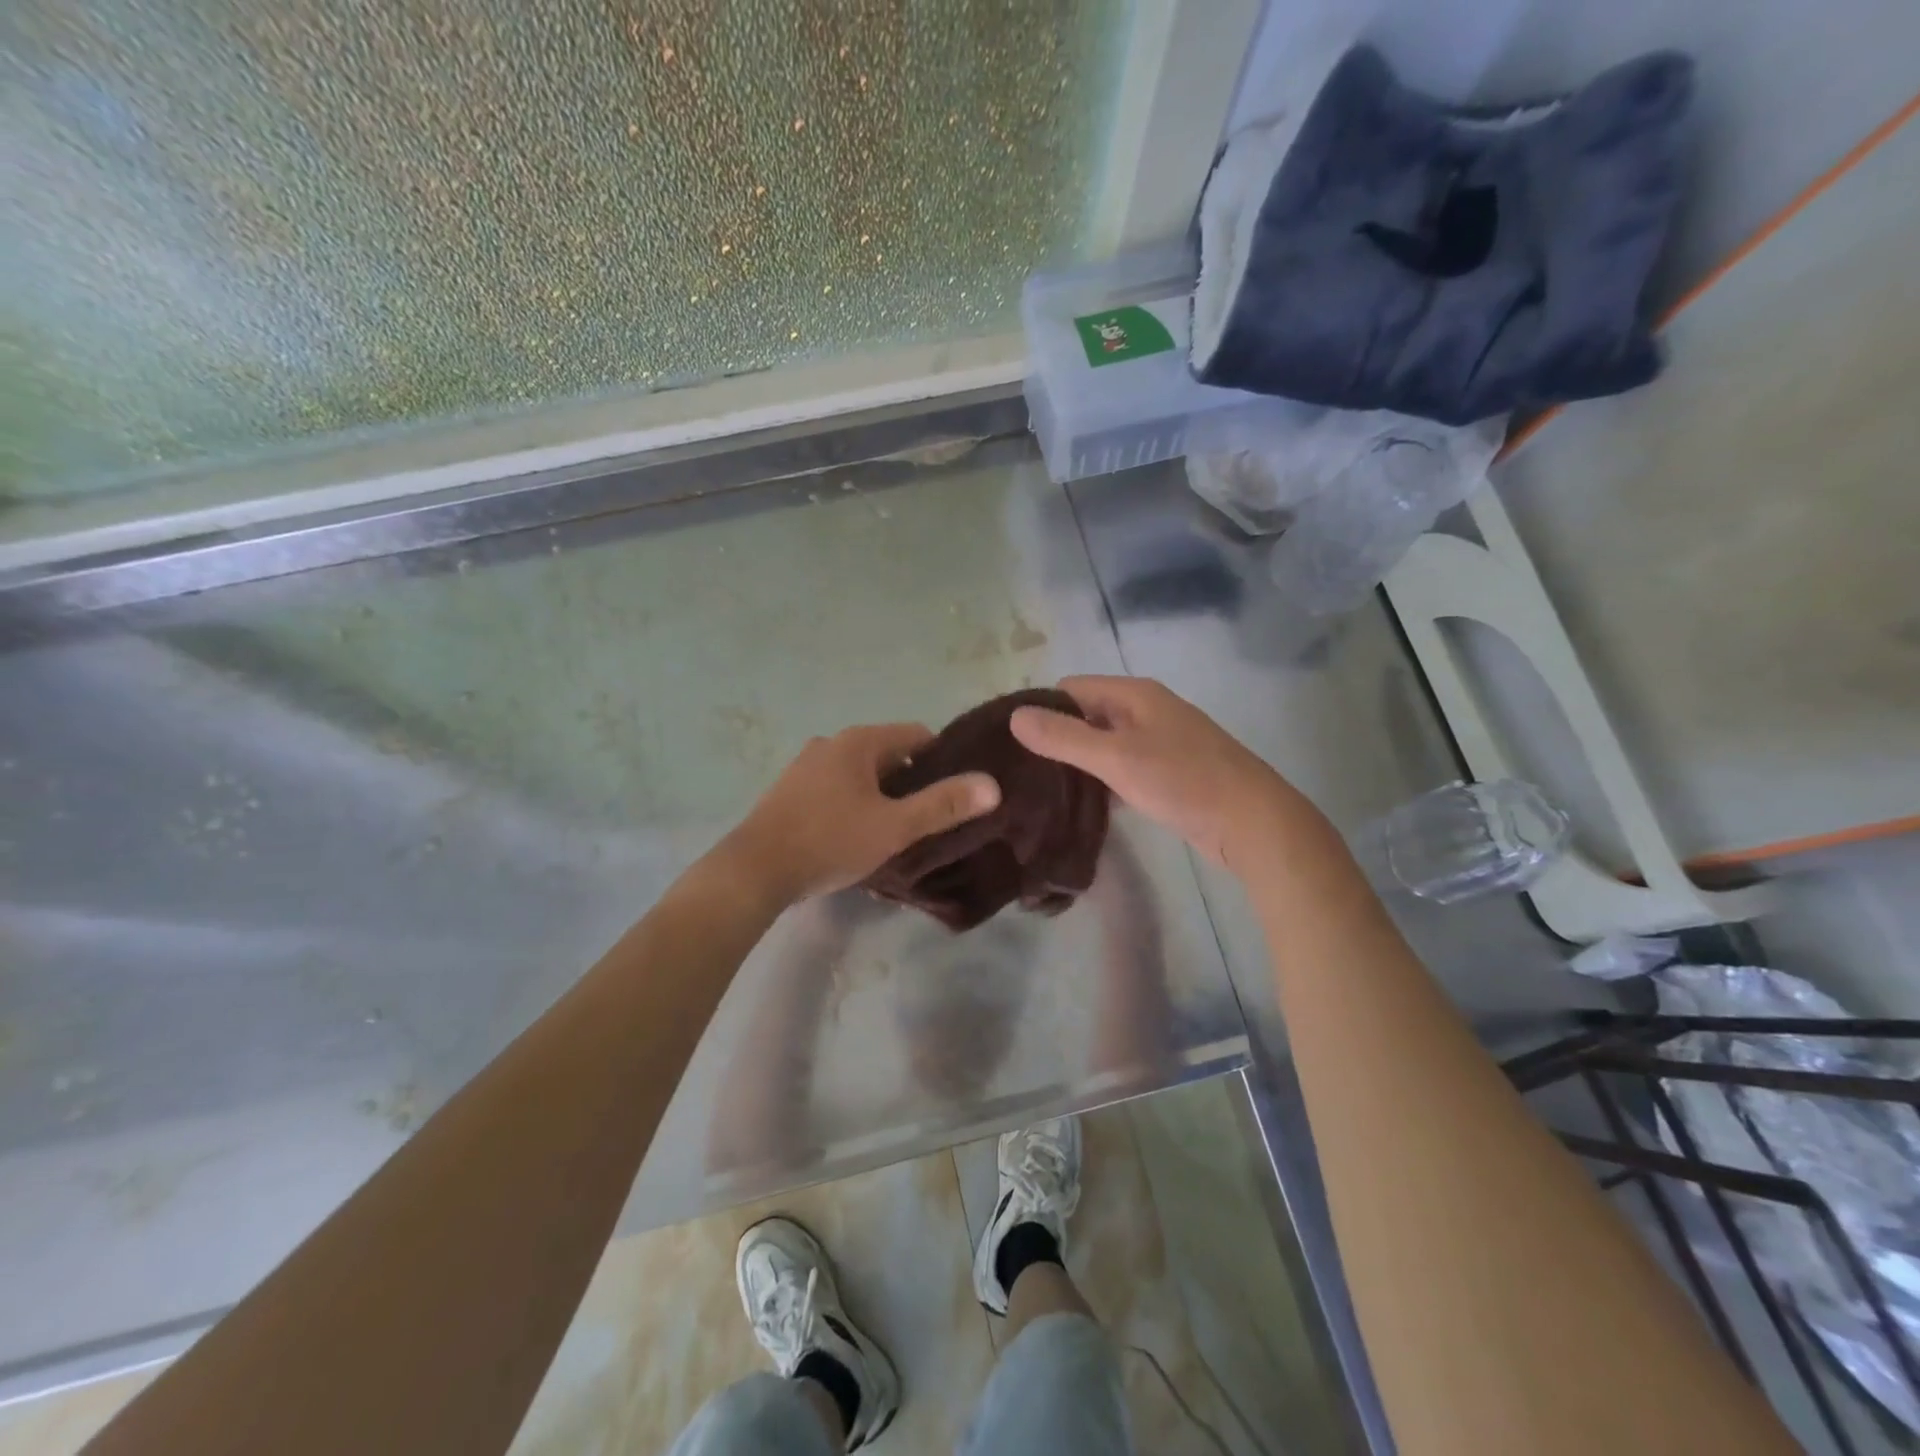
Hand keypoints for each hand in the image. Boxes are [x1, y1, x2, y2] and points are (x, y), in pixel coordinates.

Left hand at [720, 723, 1000, 905]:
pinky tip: (854, 835)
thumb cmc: (830, 841)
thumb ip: (943, 805)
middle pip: (888, 753)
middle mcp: (831, 743)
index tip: (953, 793)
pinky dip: (853, 802)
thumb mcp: (894, 827)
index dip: (942, 761)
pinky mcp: (789, 790)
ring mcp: (805, 765)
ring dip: (881, 795)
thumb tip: (991, 785)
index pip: (917, 735)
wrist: (755, 870)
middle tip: (926, 819)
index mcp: (859, 741)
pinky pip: (835, 787)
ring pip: (860, 773)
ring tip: (893, 831)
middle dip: (910, 782)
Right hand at [1009, 676, 1319, 871]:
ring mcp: (1160, 742)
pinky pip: (1122, 767)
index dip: (1040, 708)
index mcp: (1135, 694)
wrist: (1253, 823)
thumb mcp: (1116, 758)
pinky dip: (1102, 780)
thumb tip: (1015, 716)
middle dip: (1056, 737)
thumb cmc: (1183, 781)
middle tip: (1021, 770)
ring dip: (1078, 762)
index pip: (1071, 688)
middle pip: (1087, 714)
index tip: (1010, 741)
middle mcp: (1147, 710)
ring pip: (1104, 744)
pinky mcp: (1168, 773)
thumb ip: (1065, 737)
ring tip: (1041, 789)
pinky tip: (1081, 805)